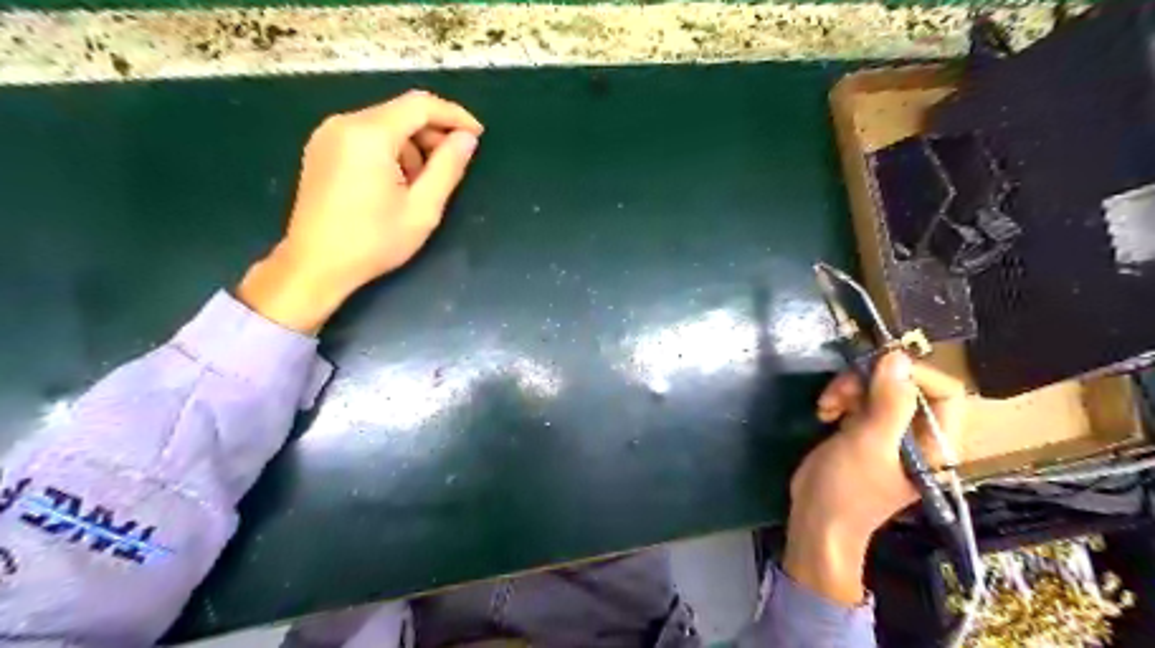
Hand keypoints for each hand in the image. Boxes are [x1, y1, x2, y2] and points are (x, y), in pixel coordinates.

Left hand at [239, 90, 484, 334]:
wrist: (315, 265)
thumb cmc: (373, 241)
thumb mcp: (422, 209)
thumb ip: (448, 168)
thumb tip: (467, 139)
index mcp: (369, 134)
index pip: (420, 105)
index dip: (454, 115)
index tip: (478, 134)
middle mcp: (344, 123)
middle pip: (401, 113)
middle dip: (433, 135)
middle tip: (453, 166)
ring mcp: (328, 135)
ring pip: (385, 125)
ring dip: (412, 147)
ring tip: (421, 186)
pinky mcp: (322, 150)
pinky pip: (367, 137)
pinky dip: (391, 151)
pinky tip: (396, 184)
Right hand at [785, 352, 968, 604]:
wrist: (816, 520)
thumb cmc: (848, 489)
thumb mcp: (869, 444)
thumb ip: (889, 402)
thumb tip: (898, 357)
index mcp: (936, 443)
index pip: (945, 392)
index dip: (912, 374)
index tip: (872, 370)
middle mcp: (918, 434)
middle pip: (906, 385)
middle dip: (869, 382)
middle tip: (838, 391)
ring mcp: (890, 432)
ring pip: (879, 389)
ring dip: (849, 389)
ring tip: (826, 406)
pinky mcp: (865, 431)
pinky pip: (860, 400)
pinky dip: (841, 399)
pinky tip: (824, 412)